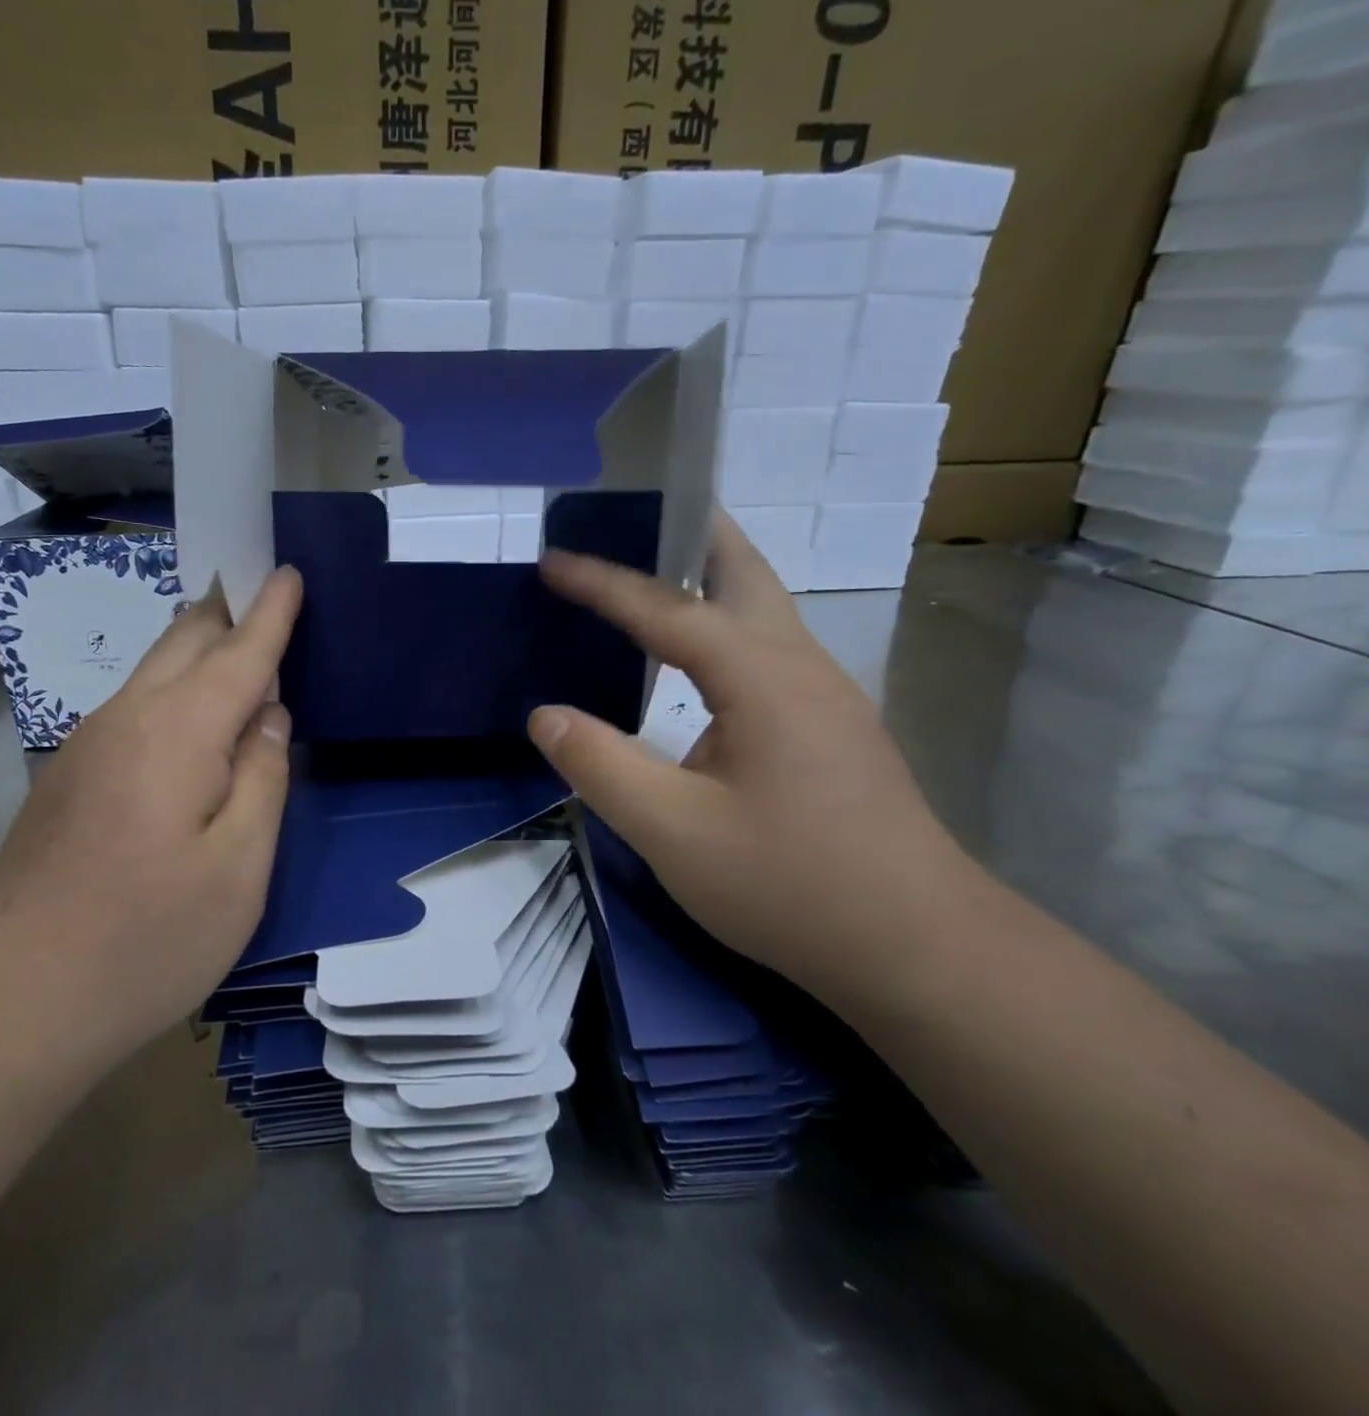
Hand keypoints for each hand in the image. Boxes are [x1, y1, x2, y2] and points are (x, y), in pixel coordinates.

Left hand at [0, 568, 302, 1054]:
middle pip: (185, 639)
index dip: (271, 612)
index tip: (288, 570)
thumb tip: (268, 719)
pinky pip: (136, 706)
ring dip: (200, 651)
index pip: (240, 652)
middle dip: (230, 612)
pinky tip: (193, 725)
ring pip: (154, 670)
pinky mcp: (69, 776)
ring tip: (241, 657)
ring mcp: (88, 745)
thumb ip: (262, 780)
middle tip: (270, 604)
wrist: (8, 1001)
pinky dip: (175, 691)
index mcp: (179, 731)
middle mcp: (128, 718)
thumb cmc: (146, 938)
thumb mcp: (239, 869)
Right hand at [527, 514, 971, 992]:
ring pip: (762, 609)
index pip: (666, 609)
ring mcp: (826, 696)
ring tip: (652, 575)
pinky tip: (694, 662)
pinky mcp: (832, 729)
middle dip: (690, 533)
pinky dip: (722, 626)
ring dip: (708, 579)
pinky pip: (767, 649)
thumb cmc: (791, 885)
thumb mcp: (673, 832)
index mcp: (762, 677)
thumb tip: (545, 716)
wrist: (918, 949)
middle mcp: (800, 666)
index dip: (603, 583)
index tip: (552, 559)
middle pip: (745, 572)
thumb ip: (600, 766)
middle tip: (636, 515)